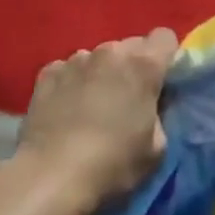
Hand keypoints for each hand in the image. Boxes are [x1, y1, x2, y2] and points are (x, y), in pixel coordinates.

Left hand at [14, 29, 176, 212]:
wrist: (50, 177)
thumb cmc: (112, 164)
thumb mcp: (156, 150)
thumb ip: (159, 115)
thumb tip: (150, 105)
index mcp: (142, 65)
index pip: (165, 37)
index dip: (166, 58)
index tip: (160, 83)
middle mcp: (110, 51)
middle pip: (131, 46)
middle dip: (133, 67)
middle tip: (127, 101)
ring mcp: (75, 59)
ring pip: (98, 57)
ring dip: (101, 74)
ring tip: (91, 108)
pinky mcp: (48, 73)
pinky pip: (68, 70)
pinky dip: (72, 84)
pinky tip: (65, 112)